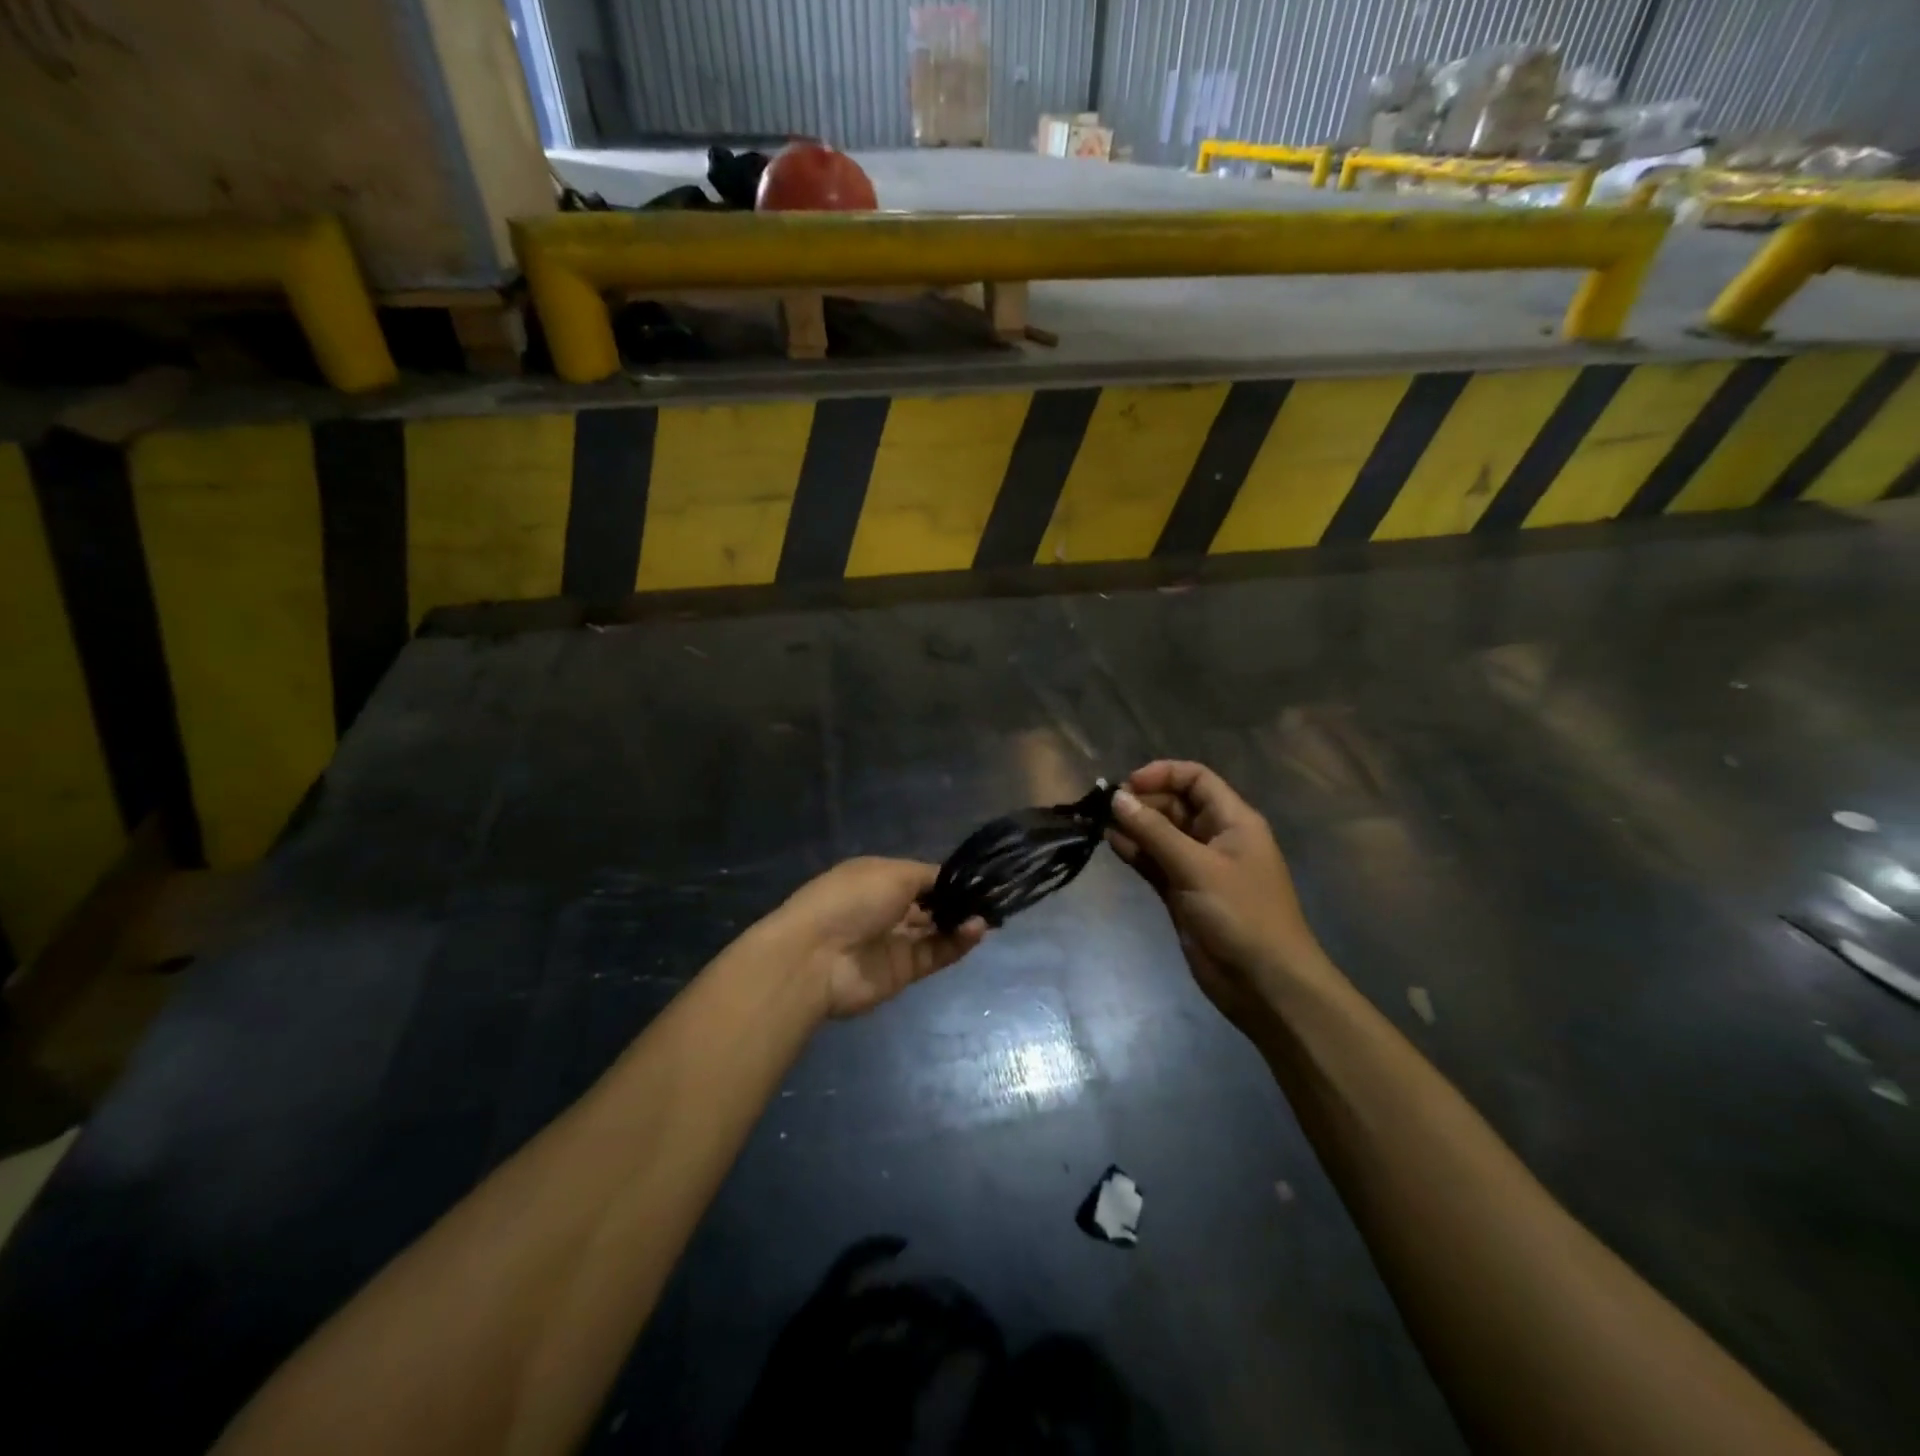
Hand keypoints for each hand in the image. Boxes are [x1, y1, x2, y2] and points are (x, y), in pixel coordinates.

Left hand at [772, 858, 987, 1018]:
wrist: (816, 958)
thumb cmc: (852, 899)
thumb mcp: (893, 872)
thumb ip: (929, 877)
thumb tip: (953, 881)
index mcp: (878, 878)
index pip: (920, 878)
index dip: (947, 879)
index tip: (977, 878)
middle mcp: (886, 908)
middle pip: (930, 905)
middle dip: (958, 901)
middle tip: (990, 898)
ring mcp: (894, 941)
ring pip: (936, 931)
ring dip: (961, 922)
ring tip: (987, 915)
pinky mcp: (903, 971)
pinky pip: (936, 954)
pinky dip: (957, 943)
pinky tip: (976, 930)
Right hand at [1107, 760, 1330, 1031]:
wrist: (1265, 983)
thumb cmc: (1240, 915)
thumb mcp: (1196, 867)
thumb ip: (1154, 832)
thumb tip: (1116, 799)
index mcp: (1233, 820)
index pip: (1196, 779)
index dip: (1162, 775)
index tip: (1127, 787)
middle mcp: (1216, 837)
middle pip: (1175, 804)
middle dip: (1143, 802)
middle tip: (1107, 810)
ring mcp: (1198, 867)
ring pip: (1162, 834)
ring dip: (1135, 827)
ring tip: (1101, 825)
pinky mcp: (1183, 893)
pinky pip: (1156, 862)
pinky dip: (1136, 852)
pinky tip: (1112, 845)